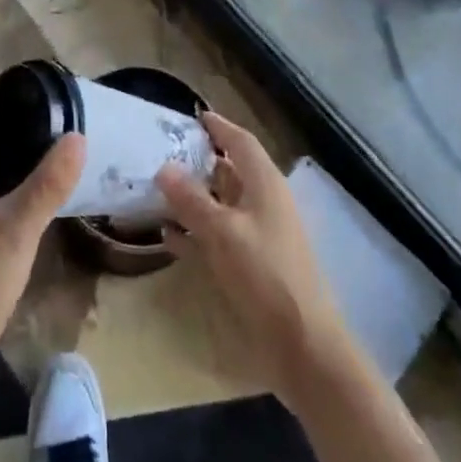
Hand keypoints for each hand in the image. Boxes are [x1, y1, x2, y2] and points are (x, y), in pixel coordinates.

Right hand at [157, 111, 349, 413]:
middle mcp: (263, 203)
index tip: (192, 115)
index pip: (240, 141)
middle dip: (198, 161)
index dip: (218, 126)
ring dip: (192, 198)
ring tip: (156, 189)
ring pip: (221, 205)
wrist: (304, 346)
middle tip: (162, 151)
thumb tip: (164, 167)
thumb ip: (191, 200)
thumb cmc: (266, 275)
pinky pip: (217, 238)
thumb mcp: (223, 232)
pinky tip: (167, 235)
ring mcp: (258, 236)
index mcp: (265, 184)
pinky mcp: (251, 267)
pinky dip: (194, 233)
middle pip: (229, 171)